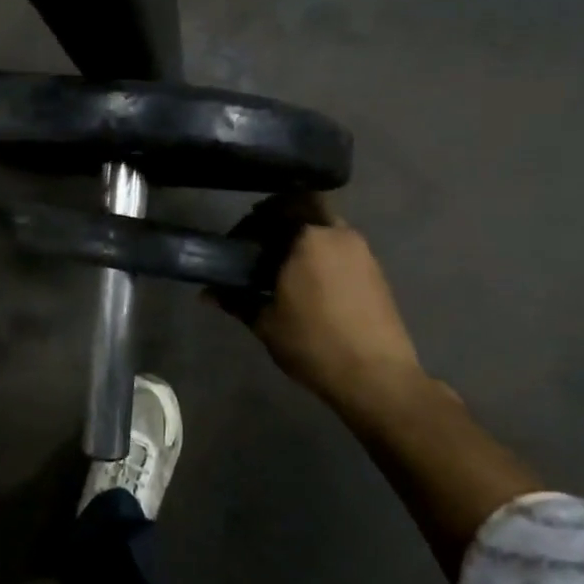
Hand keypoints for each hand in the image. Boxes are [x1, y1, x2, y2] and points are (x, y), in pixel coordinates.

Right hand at [224, 193, 432, 414]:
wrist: (376, 376)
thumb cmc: (313, 343)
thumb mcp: (266, 323)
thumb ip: (237, 301)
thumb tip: (207, 294)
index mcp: (307, 238)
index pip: (274, 210)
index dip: (253, 221)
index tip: (239, 241)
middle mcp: (337, 234)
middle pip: (306, 207)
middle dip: (283, 217)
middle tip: (263, 241)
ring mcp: (362, 251)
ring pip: (327, 227)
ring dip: (306, 236)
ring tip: (286, 265)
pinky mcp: (376, 270)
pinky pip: (342, 247)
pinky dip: (324, 252)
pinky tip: (311, 282)